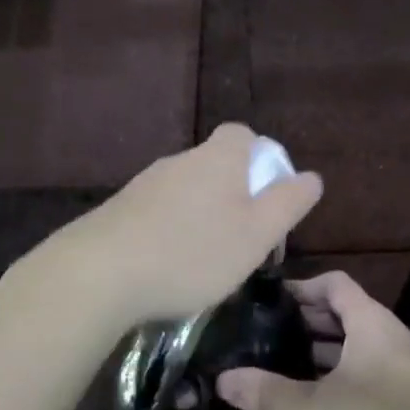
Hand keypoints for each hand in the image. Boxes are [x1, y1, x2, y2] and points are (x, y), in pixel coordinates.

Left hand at [61, 124, 323, 328]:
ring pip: (186, 191)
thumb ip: (287, 203)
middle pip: (216, 166)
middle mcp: (180, 161)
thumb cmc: (192, 253)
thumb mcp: (256, 234)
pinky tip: (168, 267)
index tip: (267, 199)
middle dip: (234, 197)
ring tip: (206, 262)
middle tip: (243, 242)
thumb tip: (311, 176)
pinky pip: (158, 213)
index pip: (243, 136)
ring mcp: (144, 184)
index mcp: (217, 159)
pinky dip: (171, 232)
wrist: (98, 274)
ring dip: (202, 217)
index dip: (262, 161)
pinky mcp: (118, 210)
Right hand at [216, 271, 409, 409]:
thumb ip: (272, 393)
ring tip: (284, 358)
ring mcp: (401, 362)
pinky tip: (318, 392)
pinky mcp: (407, 390)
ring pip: (356, 340)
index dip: (302, 286)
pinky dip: (340, 368)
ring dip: (323, 346)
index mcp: (370, 321)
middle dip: (307, 318)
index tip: (270, 301)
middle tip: (268, 331)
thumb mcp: (321, 408)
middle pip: (344, 310)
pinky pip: (367, 364)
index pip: (334, 283)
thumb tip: (222, 381)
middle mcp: (388, 332)